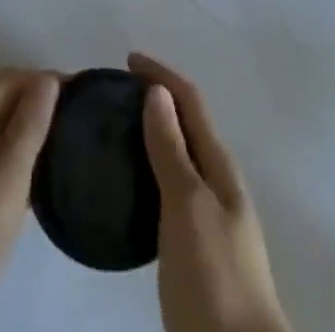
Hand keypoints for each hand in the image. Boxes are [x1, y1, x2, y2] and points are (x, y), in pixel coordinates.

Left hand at [0, 68, 59, 329]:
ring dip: (21, 131)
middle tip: (73, 125)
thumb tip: (47, 80)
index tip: (80, 96)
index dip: (46, 80)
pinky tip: (22, 183)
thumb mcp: (7, 185)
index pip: (11, 78)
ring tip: (56, 151)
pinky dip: (4, 154)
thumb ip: (29, 128)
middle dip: (35, 103)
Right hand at [132, 52, 290, 331]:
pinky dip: (151, 172)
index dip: (160, 74)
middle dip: (155, 101)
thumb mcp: (188, 206)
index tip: (127, 58)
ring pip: (179, 158)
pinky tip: (131, 187)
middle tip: (115, 95)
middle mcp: (218, 182)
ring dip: (152, 135)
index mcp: (219, 164)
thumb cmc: (213, 275)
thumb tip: (156, 90)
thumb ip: (171, 149)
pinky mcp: (198, 248)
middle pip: (186, 124)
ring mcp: (211, 216)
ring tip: (116, 133)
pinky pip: (171, 190)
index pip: (190, 100)